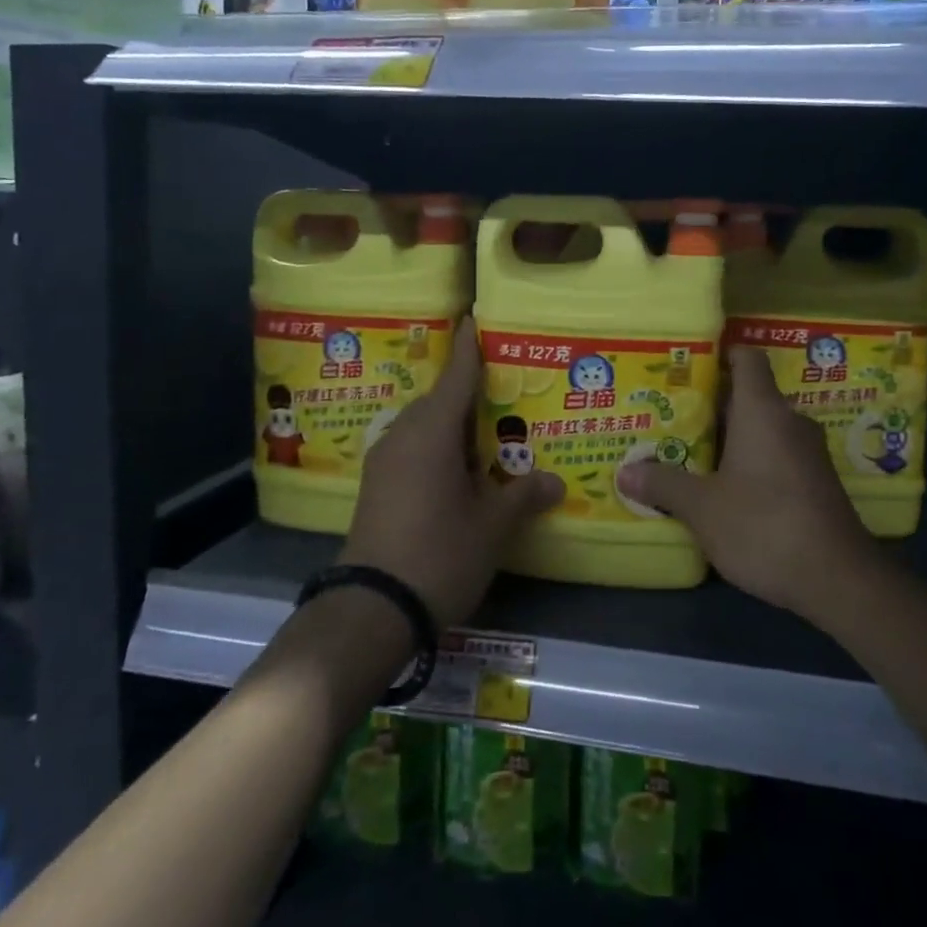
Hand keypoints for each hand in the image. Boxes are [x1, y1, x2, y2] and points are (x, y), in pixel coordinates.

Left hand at [340, 318, 563, 628]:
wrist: (371, 609)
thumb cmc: (439, 554)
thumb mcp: (492, 526)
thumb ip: (523, 496)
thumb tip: (555, 481)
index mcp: (433, 431)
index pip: (457, 374)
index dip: (469, 345)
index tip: (476, 318)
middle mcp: (404, 434)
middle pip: (440, 398)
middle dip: (469, 390)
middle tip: (506, 389)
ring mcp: (385, 460)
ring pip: (424, 425)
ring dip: (453, 422)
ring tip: (489, 430)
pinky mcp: (377, 484)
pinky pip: (413, 446)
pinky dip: (437, 445)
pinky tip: (461, 467)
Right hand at [616, 345, 884, 623]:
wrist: (838, 580)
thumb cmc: (764, 525)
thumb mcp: (702, 508)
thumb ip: (664, 485)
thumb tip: (625, 473)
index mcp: (763, 411)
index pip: (747, 358)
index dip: (719, 354)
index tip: (686, 364)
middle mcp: (789, 421)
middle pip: (748, 396)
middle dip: (710, 405)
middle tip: (669, 415)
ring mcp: (807, 453)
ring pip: (761, 430)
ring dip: (728, 438)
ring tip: (686, 451)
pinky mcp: (815, 483)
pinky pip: (775, 456)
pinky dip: (749, 462)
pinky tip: (721, 488)